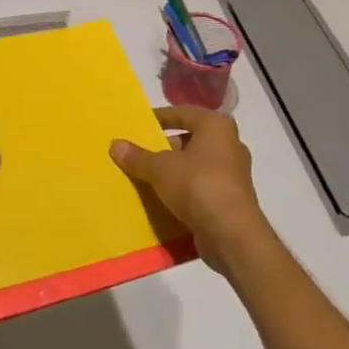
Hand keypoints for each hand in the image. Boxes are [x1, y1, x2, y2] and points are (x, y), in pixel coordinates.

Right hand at [111, 106, 273, 277]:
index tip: (140, 125)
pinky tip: (163, 201)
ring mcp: (233, 174)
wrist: (233, 235)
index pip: (183, 113)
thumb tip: (115, 144)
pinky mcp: (232, 200)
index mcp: (216, 126)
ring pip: (196, 166)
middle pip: (190, 140)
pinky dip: (185, 192)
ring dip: (174, 172)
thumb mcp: (161, 168)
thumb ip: (138, 157)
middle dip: (165, 148)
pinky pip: (202, 188)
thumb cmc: (198, 185)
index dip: (161, 117)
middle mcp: (229, 144)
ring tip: (147, 178)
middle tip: (140, 154)